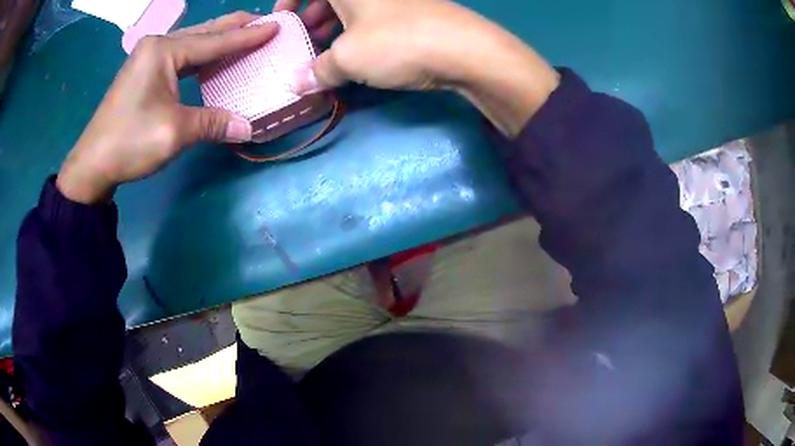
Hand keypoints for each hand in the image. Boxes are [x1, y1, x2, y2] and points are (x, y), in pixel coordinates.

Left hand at [56, 12, 277, 203]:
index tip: (275, 27)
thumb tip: (248, 128)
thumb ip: (212, 123)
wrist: (92, 165)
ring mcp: (148, 58)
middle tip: (264, 22)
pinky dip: (201, 55)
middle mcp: (157, 46)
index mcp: (163, 51)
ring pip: (191, 42)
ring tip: (244, 34)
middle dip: (234, 27)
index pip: (213, 41)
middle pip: (203, 32)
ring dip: (218, 39)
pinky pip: (180, 56)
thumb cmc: (129, 143)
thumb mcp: (174, 133)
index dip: (246, 36)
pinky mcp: (144, 72)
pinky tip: (212, 57)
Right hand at [286, 0, 559, 136]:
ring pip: (352, 8)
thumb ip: (318, 71)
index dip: (288, 1)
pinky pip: (373, 16)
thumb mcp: (349, 58)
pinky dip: (357, 32)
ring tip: (326, 54)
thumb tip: (297, 85)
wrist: (465, 49)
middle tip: (304, 43)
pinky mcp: (412, 11)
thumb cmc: (396, 43)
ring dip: (333, 28)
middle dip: (311, 18)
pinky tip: (356, 54)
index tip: (281, 21)